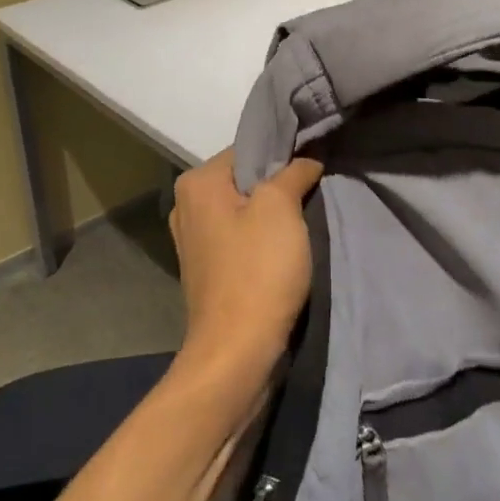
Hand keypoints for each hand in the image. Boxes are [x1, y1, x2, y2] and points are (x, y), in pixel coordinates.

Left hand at [168, 150, 323, 389]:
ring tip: (304, 221)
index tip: (313, 165)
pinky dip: (261, 239)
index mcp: (197, 183)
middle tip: (313, 192)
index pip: (248, 148)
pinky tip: (284, 250)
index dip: (283, 154)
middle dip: (278, 185)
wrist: (236, 352)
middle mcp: (186, 205)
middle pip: (244, 180)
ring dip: (273, 215)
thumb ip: (293, 172)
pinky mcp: (206, 269)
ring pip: (244, 210)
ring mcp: (193, 240)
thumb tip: (307, 159)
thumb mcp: (281, 207)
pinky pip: (239, 238)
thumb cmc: (258, 270)